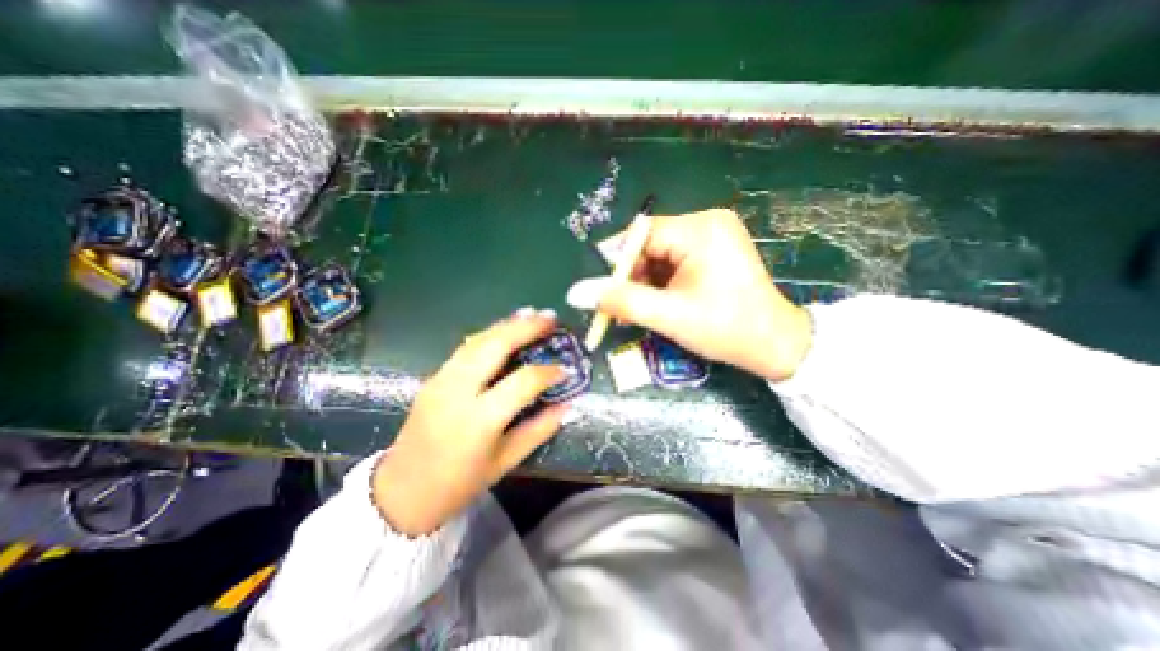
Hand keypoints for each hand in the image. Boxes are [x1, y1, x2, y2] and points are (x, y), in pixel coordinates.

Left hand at [374, 307, 570, 533]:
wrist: (401, 493)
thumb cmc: (458, 484)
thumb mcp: (505, 462)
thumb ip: (539, 430)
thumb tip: (567, 406)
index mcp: (479, 420)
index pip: (522, 382)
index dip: (548, 372)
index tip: (566, 369)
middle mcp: (458, 392)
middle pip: (495, 346)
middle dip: (525, 327)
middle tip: (550, 317)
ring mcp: (441, 380)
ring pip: (477, 340)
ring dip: (507, 324)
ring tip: (531, 314)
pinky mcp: (433, 377)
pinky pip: (465, 348)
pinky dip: (489, 334)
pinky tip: (504, 329)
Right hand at [566, 209, 808, 379]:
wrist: (774, 345)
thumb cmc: (725, 329)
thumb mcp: (668, 316)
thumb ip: (620, 302)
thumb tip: (575, 293)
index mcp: (700, 229)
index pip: (641, 235)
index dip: (619, 264)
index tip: (606, 293)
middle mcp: (706, 222)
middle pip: (650, 244)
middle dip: (634, 276)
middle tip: (625, 308)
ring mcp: (713, 235)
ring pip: (660, 254)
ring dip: (646, 281)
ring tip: (645, 309)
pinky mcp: (714, 249)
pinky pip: (674, 260)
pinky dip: (661, 281)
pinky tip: (661, 302)